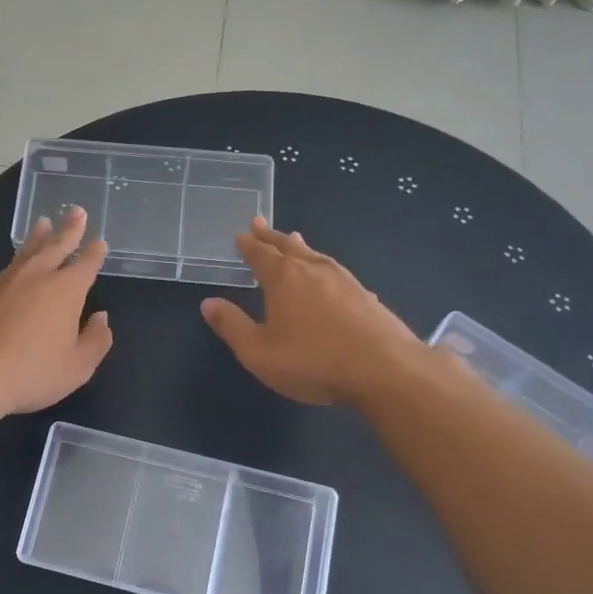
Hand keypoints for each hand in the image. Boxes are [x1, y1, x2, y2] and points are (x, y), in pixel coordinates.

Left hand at [0, 206, 113, 417]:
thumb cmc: (30, 372)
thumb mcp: (77, 367)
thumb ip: (95, 341)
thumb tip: (101, 318)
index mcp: (65, 290)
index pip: (85, 264)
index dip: (94, 252)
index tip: (99, 241)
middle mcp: (35, 276)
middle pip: (55, 245)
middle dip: (69, 229)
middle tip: (76, 211)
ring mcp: (1, 281)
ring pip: (25, 252)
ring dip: (37, 237)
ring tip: (43, 223)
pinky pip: (1, 274)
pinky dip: (12, 267)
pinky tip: (11, 274)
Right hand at [200, 218, 422, 405]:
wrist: (384, 370)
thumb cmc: (312, 361)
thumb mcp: (259, 352)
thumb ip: (232, 326)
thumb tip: (208, 303)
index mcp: (283, 278)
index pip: (260, 254)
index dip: (248, 245)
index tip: (240, 234)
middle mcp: (313, 270)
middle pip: (287, 247)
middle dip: (271, 237)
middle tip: (259, 223)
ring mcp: (344, 280)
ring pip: (315, 255)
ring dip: (300, 247)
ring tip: (293, 239)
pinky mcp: (366, 296)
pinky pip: (336, 272)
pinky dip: (324, 266)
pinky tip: (330, 275)